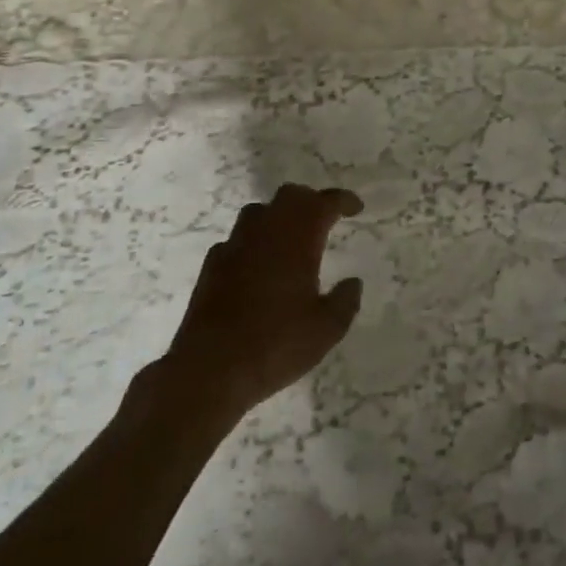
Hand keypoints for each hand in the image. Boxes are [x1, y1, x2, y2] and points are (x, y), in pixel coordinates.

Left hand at [155, 184, 364, 423]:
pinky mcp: (211, 266)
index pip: (324, 202)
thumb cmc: (276, 344)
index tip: (356, 208)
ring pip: (259, 212)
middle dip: (310, 200)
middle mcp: (265, 231)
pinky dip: (252, 243)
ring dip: (278, 217)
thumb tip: (353, 282)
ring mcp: (234, 246)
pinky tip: (256, 265)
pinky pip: (236, 240)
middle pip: (290, 196)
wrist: (209, 369)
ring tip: (290, 238)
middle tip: (324, 217)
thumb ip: (345, 301)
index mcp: (298, 238)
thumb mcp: (326, 329)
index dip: (343, 200)